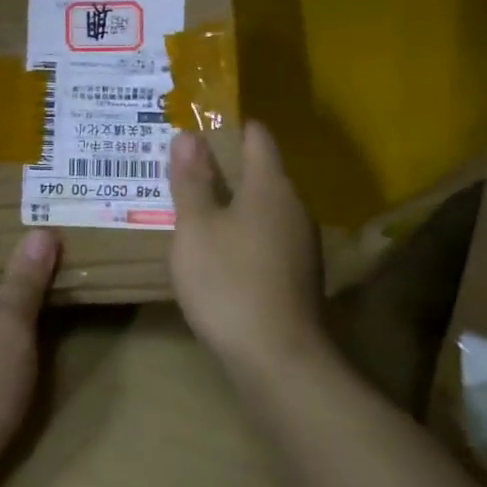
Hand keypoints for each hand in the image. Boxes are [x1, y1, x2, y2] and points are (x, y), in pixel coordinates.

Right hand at [169, 123, 325, 378]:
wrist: (279, 360)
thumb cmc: (229, 283)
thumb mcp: (196, 229)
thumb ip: (192, 181)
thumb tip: (188, 135)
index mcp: (270, 186)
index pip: (257, 137)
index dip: (230, 126)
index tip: (198, 126)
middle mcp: (294, 206)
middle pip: (262, 172)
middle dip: (225, 166)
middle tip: (184, 168)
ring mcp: (302, 242)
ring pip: (265, 207)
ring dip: (234, 203)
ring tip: (195, 208)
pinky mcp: (299, 274)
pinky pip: (268, 236)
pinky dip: (244, 233)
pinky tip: (219, 251)